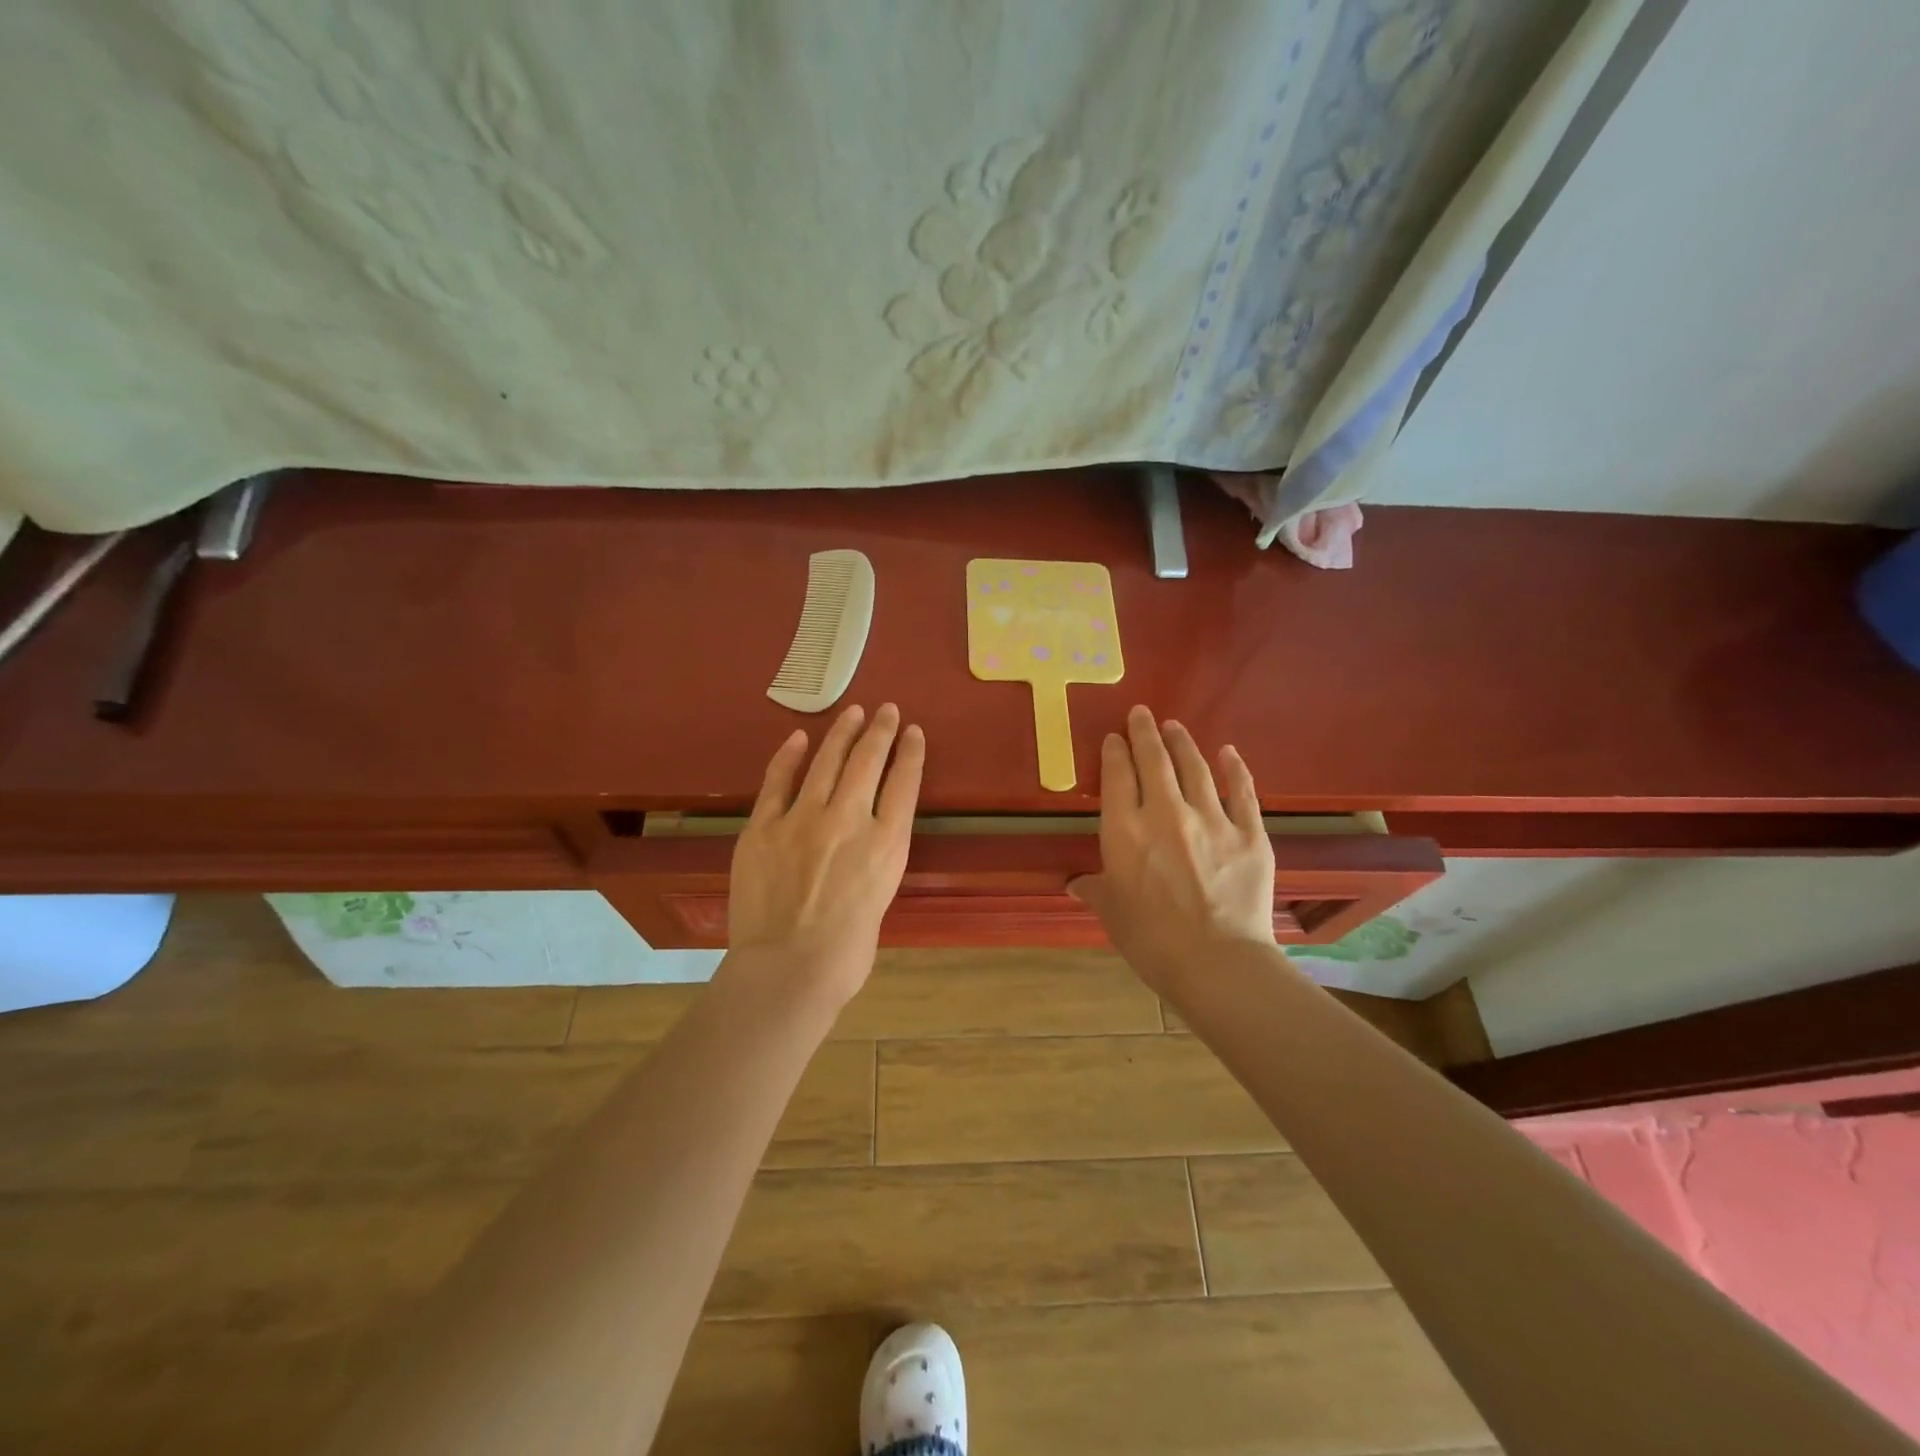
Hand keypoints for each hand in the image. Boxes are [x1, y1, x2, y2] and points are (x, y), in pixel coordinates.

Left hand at [723, 703, 924, 1009]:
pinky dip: (789, 757)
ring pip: (827, 761)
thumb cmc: (846, 954)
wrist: (788, 969)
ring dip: (842, 732)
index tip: (914, 732)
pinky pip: (777, 782)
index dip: (911, 753)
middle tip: (887, 710)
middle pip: (868, 761)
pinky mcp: (764, 827)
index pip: (905, 783)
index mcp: (887, 843)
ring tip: (852, 711)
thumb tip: (858, 849)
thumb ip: (873, 864)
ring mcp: (804, 818)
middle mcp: (850, 819)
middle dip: (880, 730)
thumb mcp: (881, 901)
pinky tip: (799, 739)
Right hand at [1070, 705, 1276, 995]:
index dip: (1115, 752)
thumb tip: (1076, 883)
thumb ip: (1095, 889)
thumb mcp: (1111, 913)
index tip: (1114, 738)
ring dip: (1183, 742)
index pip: (1117, 776)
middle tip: (1142, 713)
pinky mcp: (1249, 834)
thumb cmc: (1151, 940)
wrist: (1216, 963)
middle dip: (1145, 733)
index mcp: (1125, 831)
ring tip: (1175, 726)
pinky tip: (1228, 752)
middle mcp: (1165, 813)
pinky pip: (1242, 792)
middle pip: (1154, 761)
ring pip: (1195, 768)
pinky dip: (1234, 769)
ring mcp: (1211, 820)